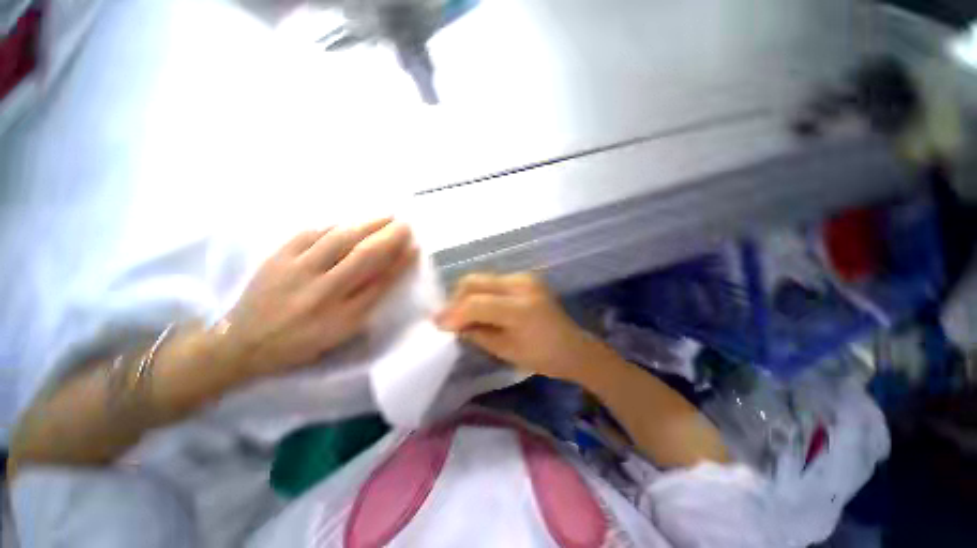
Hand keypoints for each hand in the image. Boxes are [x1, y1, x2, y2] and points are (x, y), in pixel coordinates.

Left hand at [220, 218, 416, 376]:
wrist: (243, 343)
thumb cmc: (301, 343)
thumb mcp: (340, 334)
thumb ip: (366, 305)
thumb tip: (387, 274)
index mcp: (342, 317)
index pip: (381, 282)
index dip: (401, 262)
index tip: (415, 247)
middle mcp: (323, 292)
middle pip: (363, 257)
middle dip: (389, 237)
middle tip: (405, 224)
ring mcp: (297, 272)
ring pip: (339, 240)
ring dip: (367, 225)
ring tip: (385, 216)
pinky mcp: (276, 258)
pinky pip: (309, 234)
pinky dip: (334, 225)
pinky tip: (348, 221)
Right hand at [436, 273, 606, 381]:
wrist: (573, 347)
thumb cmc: (543, 357)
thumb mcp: (505, 350)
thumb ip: (476, 333)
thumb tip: (453, 324)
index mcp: (520, 308)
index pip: (476, 303)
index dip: (453, 313)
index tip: (437, 324)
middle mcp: (521, 285)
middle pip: (475, 281)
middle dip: (456, 299)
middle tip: (449, 318)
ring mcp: (525, 277)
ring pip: (482, 278)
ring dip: (467, 295)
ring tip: (462, 314)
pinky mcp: (525, 277)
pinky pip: (494, 281)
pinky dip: (481, 293)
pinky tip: (481, 308)